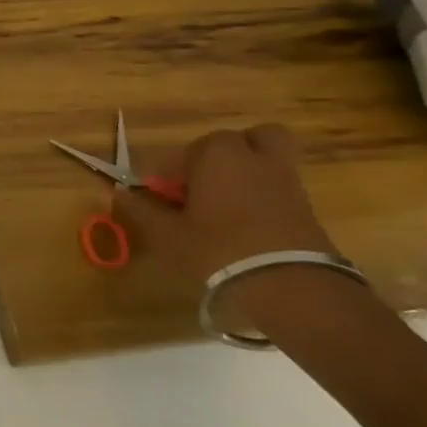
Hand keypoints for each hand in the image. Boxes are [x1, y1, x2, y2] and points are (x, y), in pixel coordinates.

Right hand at [110, 124, 339, 286]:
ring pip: (267, 159)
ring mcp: (287, 180)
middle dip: (220, 154)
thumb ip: (140, 210)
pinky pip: (279, 186)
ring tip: (223, 201)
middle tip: (200, 181)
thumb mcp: (166, 234)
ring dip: (245, 171)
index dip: (165, 172)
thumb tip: (119, 193)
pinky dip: (262, 194)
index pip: (182, 152)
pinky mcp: (308, 208)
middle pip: (241, 140)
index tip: (155, 193)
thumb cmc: (216, 249)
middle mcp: (254, 158)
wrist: (290, 287)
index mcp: (217, 155)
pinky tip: (244, 221)